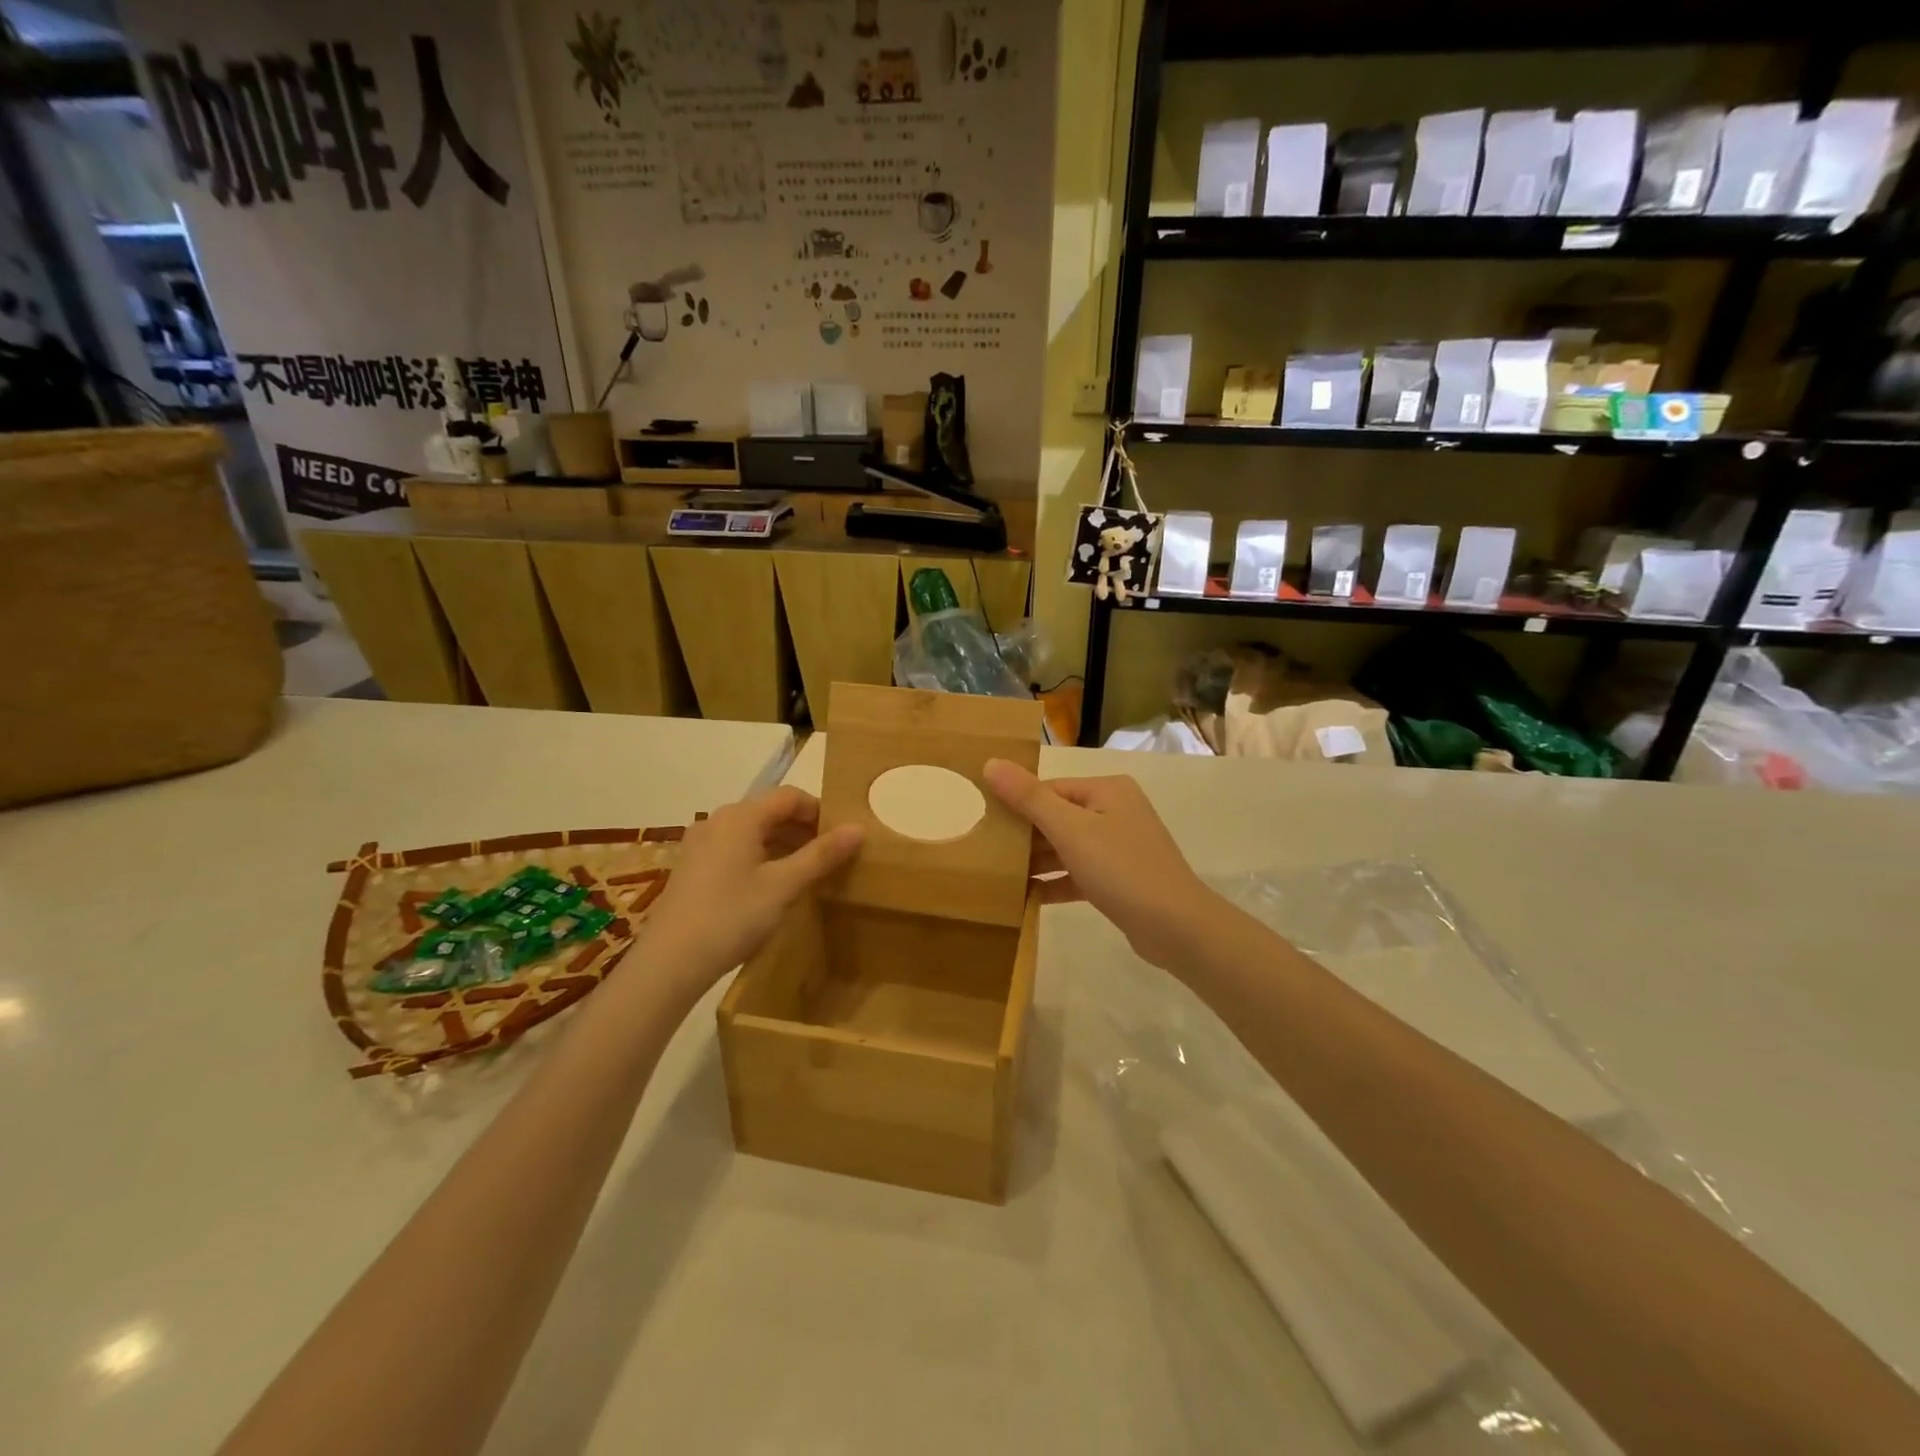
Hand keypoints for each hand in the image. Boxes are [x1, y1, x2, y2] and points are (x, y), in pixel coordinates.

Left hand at [642, 787, 862, 989]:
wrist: (668, 963)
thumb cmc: (731, 917)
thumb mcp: (784, 886)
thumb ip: (821, 855)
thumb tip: (858, 828)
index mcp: (741, 817)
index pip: (790, 796)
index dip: (820, 811)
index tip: (842, 837)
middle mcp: (717, 820)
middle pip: (769, 811)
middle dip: (803, 829)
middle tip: (829, 857)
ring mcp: (700, 844)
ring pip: (752, 831)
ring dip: (782, 844)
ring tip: (806, 873)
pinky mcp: (692, 867)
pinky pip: (735, 849)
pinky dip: (760, 857)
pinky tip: (771, 886)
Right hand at [982, 760, 1217, 972]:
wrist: (1176, 927)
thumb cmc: (1121, 869)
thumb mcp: (1070, 830)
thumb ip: (1029, 798)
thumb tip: (991, 763)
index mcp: (1107, 790)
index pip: (1050, 788)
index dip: (1017, 804)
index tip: (983, 824)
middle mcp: (1115, 811)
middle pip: (1057, 817)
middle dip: (1024, 836)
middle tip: (985, 852)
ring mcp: (1119, 846)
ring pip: (1067, 847)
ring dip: (1037, 861)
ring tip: (998, 876)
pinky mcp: (1119, 879)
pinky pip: (1078, 874)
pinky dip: (1055, 882)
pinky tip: (1026, 897)